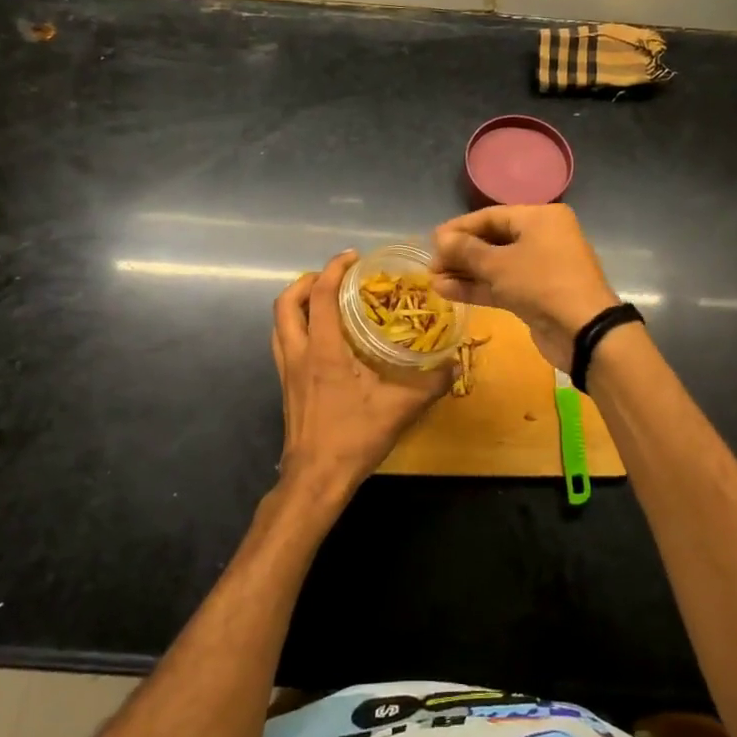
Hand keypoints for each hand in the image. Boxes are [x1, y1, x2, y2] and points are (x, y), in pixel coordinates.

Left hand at [272, 251, 450, 505]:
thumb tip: (456, 363)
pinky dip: (297, 326)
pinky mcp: (286, 385)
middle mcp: (298, 353)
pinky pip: (283, 341)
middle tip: (335, 277)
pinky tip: (323, 337)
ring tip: (325, 300)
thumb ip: (430, 384)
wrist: (315, 478)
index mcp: (322, 351)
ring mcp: (286, 370)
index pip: (319, 296)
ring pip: (279, 322)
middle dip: (307, 281)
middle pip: (286, 303)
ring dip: (297, 303)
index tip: (353, 257)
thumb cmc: (354, 439)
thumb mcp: (400, 410)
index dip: (333, 269)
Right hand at [430, 205, 620, 370]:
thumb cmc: (541, 283)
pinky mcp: (537, 294)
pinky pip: (503, 284)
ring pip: (496, 265)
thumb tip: (440, 239)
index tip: (432, 241)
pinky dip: (478, 287)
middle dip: (460, 253)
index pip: (491, 216)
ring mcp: (541, 267)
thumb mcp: (499, 264)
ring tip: (433, 281)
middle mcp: (543, 237)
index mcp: (540, 218)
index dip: (459, 228)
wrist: (583, 330)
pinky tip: (447, 291)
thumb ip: (466, 250)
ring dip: (465, 273)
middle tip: (431, 265)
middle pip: (493, 240)